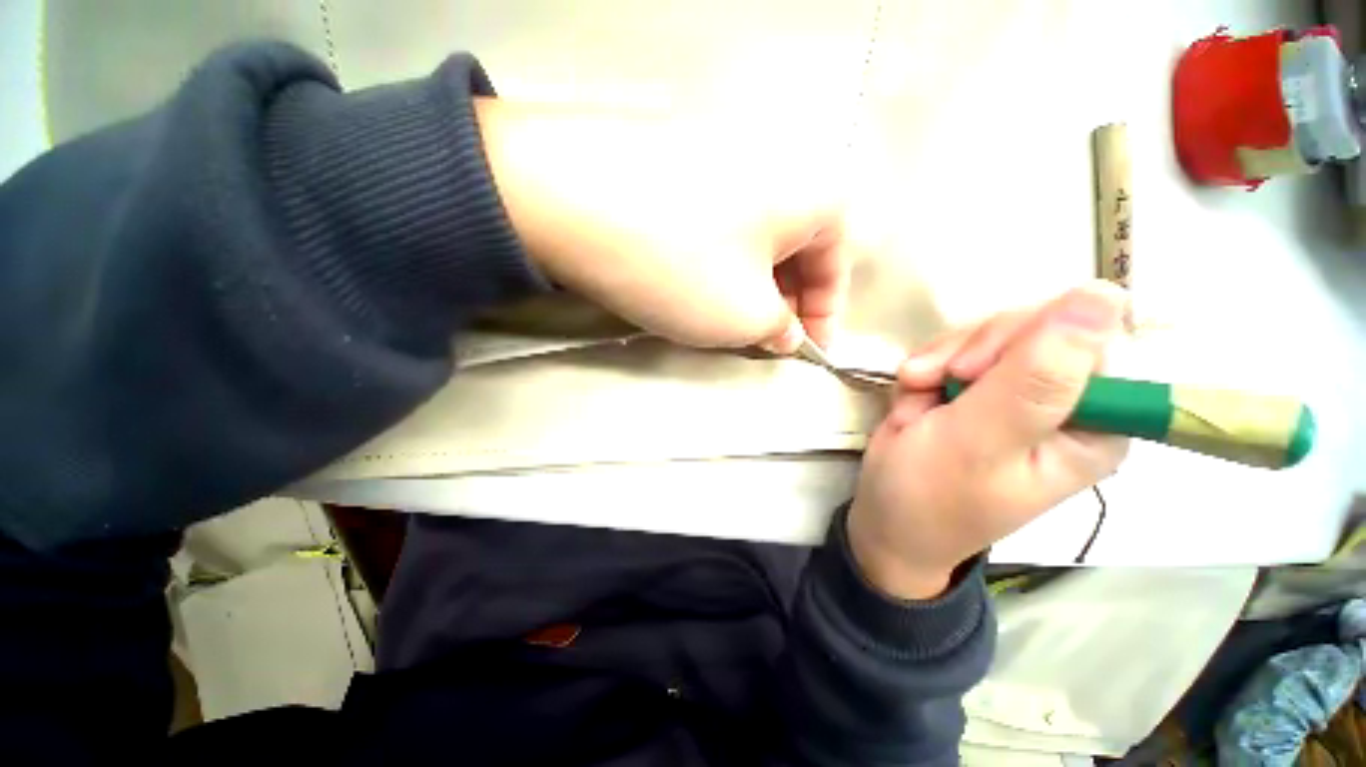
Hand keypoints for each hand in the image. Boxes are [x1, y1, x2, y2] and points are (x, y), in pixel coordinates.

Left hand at [476, 99, 848, 351]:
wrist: (565, 198)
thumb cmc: (678, 264)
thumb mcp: (743, 316)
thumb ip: (779, 329)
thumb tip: (786, 331)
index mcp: (812, 191)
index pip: (838, 262)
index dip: (826, 315)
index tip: (808, 352)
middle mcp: (776, 163)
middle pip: (797, 249)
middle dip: (786, 302)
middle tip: (765, 340)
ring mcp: (722, 157)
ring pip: (756, 240)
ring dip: (751, 286)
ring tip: (727, 320)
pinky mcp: (678, 165)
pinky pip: (719, 226)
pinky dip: (719, 263)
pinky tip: (694, 285)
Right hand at [848, 282, 1130, 599]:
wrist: (884, 516)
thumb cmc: (930, 493)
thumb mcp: (978, 440)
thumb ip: (1036, 377)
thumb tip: (1104, 293)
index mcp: (1095, 424)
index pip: (1090, 339)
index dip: (1027, 339)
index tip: (970, 369)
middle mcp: (1065, 403)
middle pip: (1036, 328)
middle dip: (971, 351)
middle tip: (933, 381)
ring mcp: (1016, 393)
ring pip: (989, 335)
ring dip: (940, 360)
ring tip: (915, 394)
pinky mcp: (977, 389)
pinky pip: (955, 349)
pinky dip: (926, 367)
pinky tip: (912, 397)